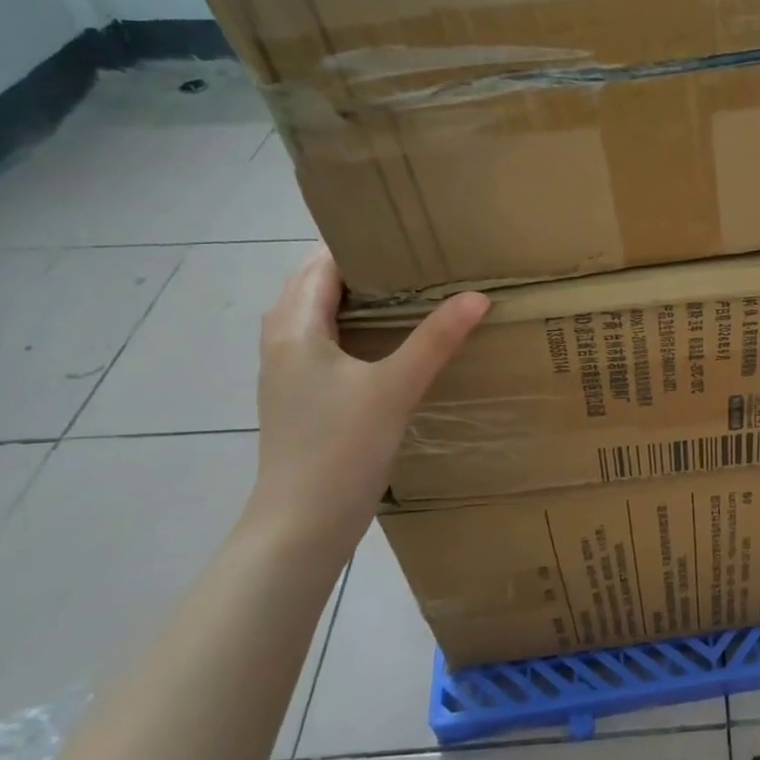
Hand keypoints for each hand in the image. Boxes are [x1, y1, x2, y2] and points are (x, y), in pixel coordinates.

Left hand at [247, 247, 487, 551]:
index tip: (406, 235)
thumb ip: (435, 340)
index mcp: (294, 329)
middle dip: (360, 270)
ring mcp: (287, 374)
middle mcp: (281, 344)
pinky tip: (389, 348)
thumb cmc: (340, 448)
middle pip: (314, 288)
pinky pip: (323, 347)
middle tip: (416, 263)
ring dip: (355, 303)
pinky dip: (352, 334)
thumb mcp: (395, 388)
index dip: (358, 244)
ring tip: (408, 297)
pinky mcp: (300, 400)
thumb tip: (478, 296)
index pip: (319, 264)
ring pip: (317, 320)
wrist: (301, 524)